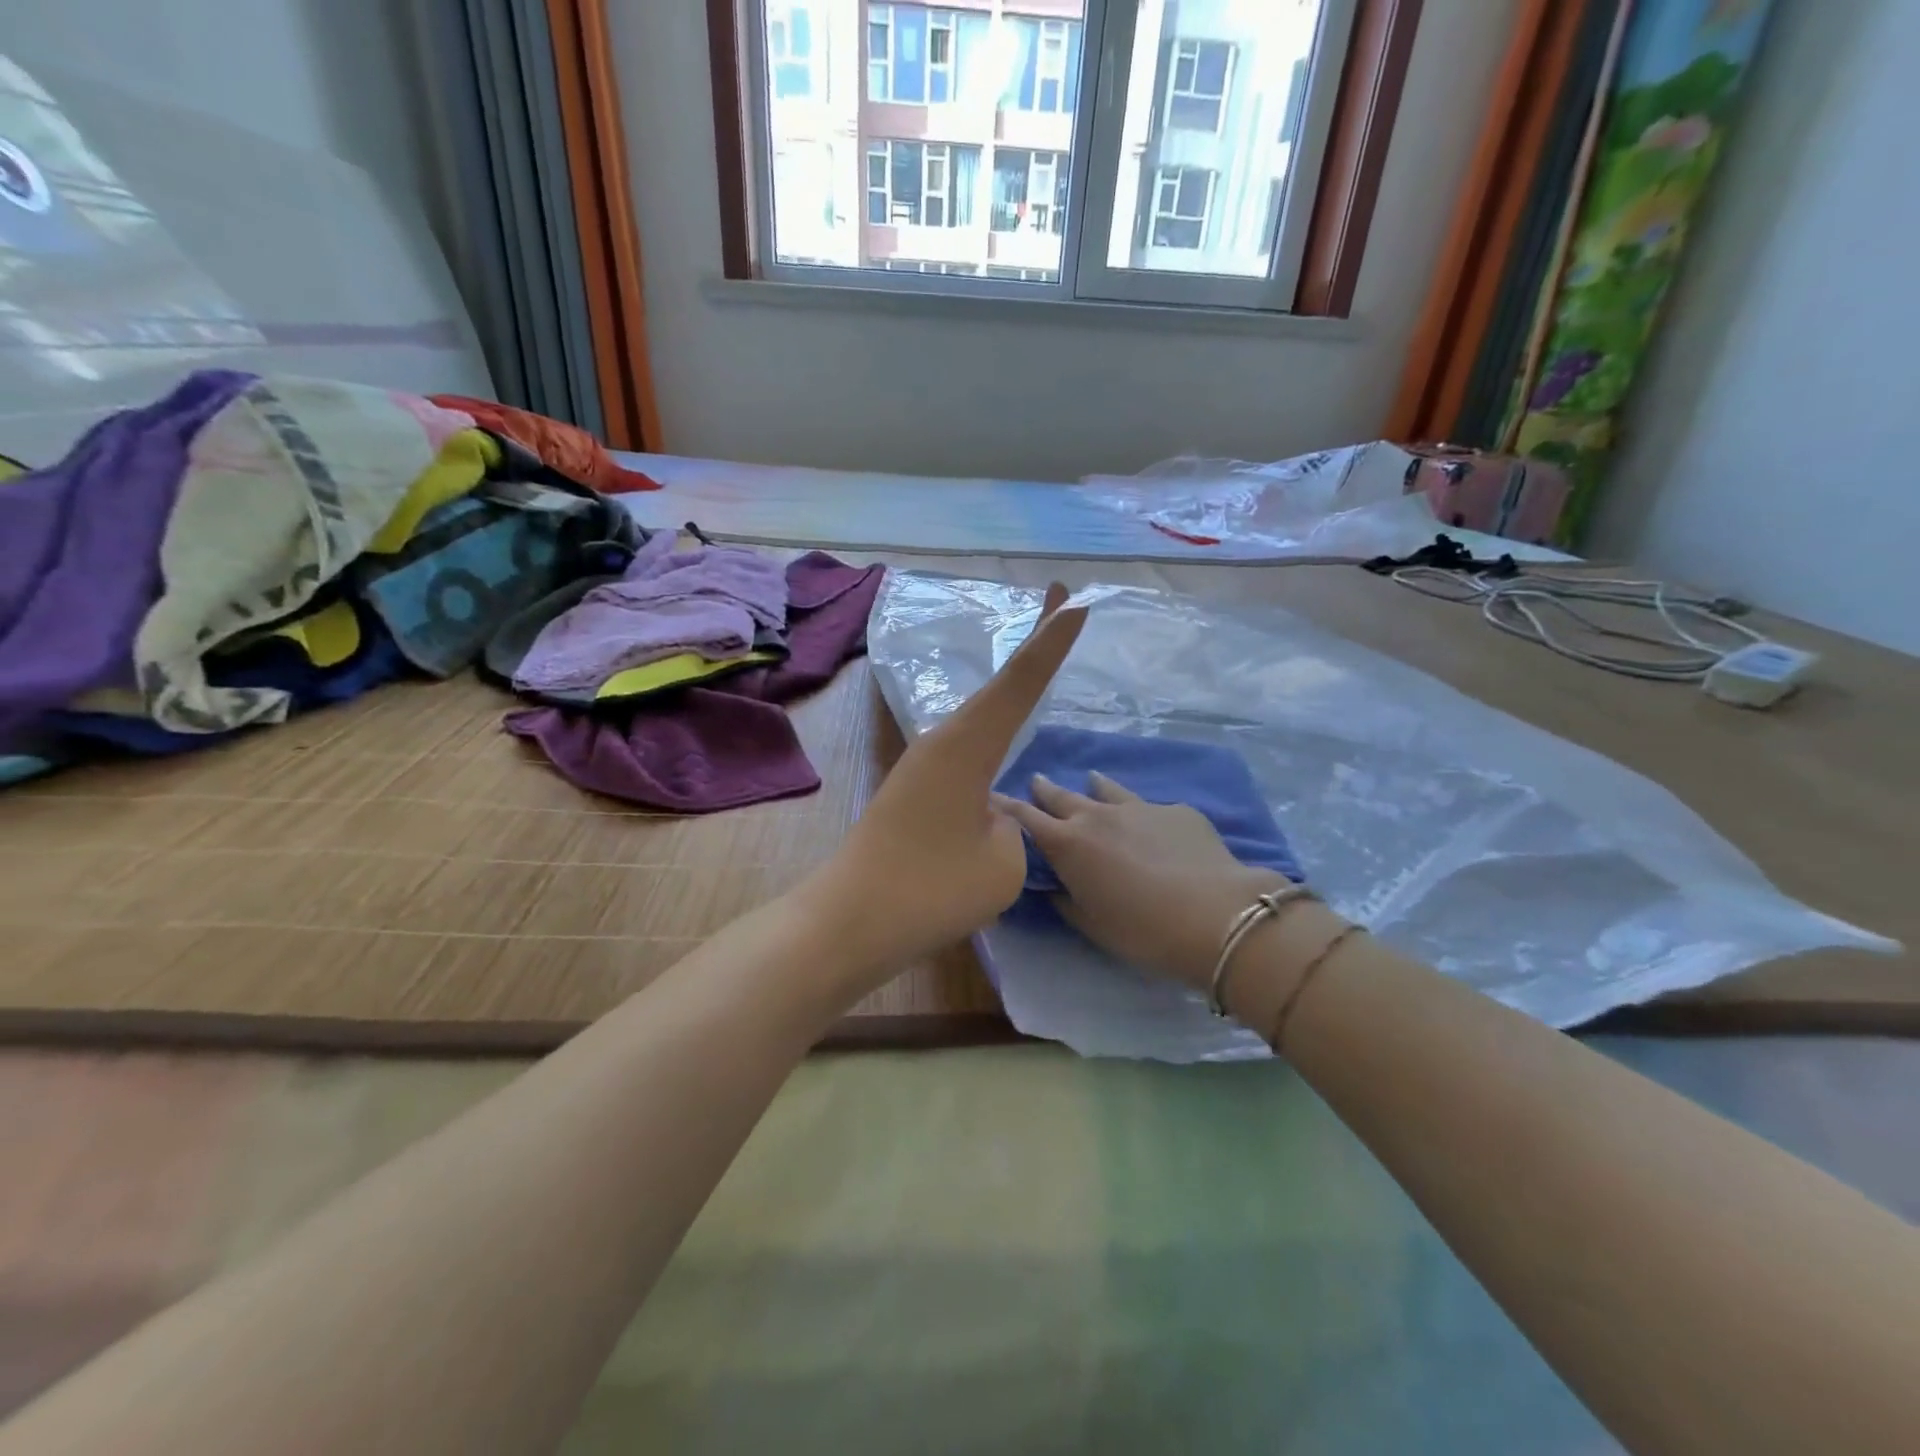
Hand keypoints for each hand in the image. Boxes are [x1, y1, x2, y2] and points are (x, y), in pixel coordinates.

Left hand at [809, 584, 1086, 990]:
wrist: (850, 921)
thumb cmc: (931, 890)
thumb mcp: (1003, 862)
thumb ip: (1012, 828)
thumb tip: (989, 817)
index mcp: (966, 746)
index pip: (1020, 682)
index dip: (1051, 640)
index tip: (1074, 600)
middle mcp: (943, 743)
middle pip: (999, 685)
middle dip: (1034, 643)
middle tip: (1062, 601)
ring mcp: (924, 766)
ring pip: (981, 717)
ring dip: (1012, 688)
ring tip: (1040, 655)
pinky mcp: (915, 791)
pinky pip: (967, 750)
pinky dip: (994, 731)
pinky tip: (1002, 738)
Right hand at [996, 773, 1291, 990]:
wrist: (1216, 914)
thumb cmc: (1143, 931)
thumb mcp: (1093, 925)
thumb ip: (1067, 901)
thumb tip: (1055, 887)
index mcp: (1068, 844)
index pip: (1026, 818)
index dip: (1007, 807)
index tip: (991, 796)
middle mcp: (1097, 816)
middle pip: (1062, 796)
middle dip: (1045, 789)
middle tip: (1035, 780)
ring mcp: (1139, 807)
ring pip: (1107, 789)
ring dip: (1094, 786)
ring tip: (1090, 779)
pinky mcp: (1176, 810)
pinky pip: (1149, 806)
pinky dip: (1140, 811)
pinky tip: (1151, 823)